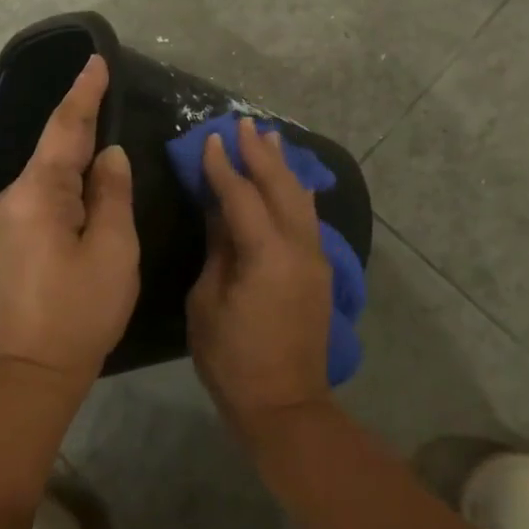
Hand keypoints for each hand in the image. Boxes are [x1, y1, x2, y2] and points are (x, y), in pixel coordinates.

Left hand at [0, 53, 139, 385]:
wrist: (34, 368)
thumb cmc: (81, 308)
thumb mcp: (112, 248)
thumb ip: (112, 193)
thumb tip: (109, 155)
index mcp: (39, 192)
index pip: (66, 128)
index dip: (84, 93)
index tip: (96, 61)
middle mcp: (15, 195)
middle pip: (54, 144)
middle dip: (80, 114)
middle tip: (105, 82)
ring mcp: (10, 216)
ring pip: (50, 168)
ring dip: (75, 144)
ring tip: (101, 117)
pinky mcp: (14, 234)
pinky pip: (45, 189)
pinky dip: (68, 173)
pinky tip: (86, 167)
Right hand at [188, 116, 332, 435]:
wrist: (285, 404)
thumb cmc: (232, 358)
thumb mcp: (208, 302)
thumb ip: (218, 249)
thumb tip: (219, 210)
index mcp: (266, 254)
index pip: (242, 196)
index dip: (224, 166)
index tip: (210, 139)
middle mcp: (298, 247)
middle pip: (280, 187)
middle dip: (261, 154)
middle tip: (245, 124)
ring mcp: (315, 258)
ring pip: (301, 199)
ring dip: (284, 167)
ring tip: (271, 138)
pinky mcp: (320, 271)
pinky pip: (308, 219)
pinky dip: (296, 193)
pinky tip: (291, 182)